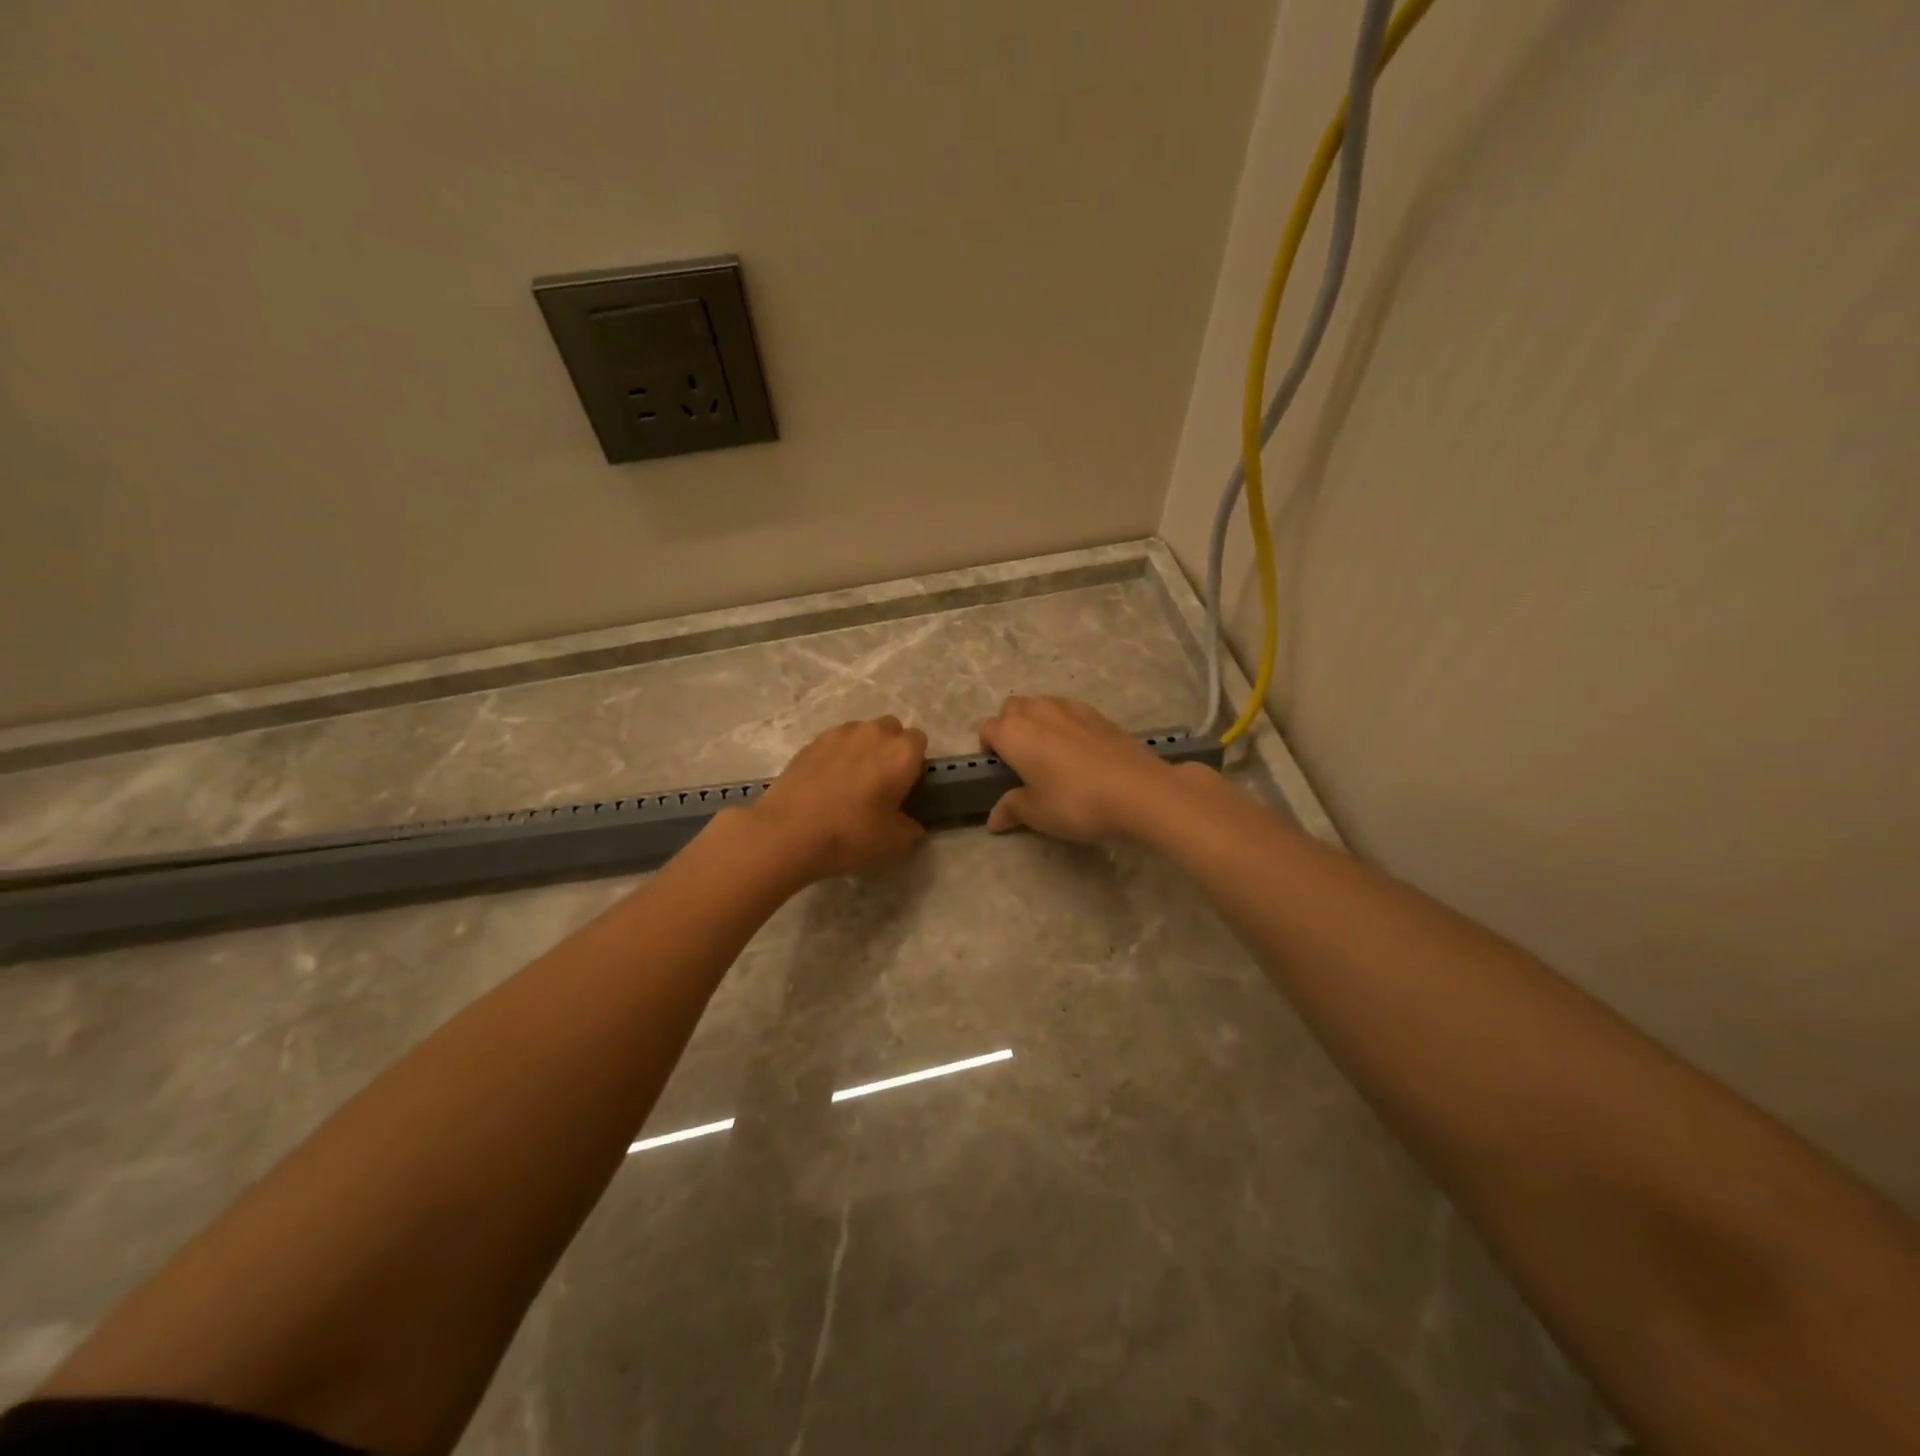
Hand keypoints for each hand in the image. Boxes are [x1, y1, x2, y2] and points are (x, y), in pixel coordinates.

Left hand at [745, 716, 927, 882]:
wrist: (788, 832)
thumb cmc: (850, 834)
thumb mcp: (895, 843)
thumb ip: (912, 829)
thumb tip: (911, 824)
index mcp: (901, 752)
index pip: (919, 742)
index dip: (914, 763)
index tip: (906, 786)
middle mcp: (873, 733)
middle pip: (891, 729)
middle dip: (889, 748)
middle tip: (880, 782)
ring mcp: (838, 734)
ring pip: (861, 732)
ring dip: (862, 749)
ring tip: (850, 782)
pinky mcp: (810, 742)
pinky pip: (834, 743)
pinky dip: (835, 756)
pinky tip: (825, 784)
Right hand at [978, 696, 1188, 843]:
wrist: (1139, 791)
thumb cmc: (1076, 802)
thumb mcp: (1037, 813)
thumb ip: (1012, 809)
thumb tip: (994, 818)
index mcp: (1014, 732)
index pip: (987, 728)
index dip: (988, 748)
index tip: (999, 771)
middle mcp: (1038, 711)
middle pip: (1012, 708)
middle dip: (1010, 727)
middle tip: (1022, 760)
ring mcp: (1071, 708)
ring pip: (1041, 704)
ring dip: (1037, 721)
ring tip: (1051, 753)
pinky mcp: (1099, 714)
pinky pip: (1069, 711)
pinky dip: (1065, 724)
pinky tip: (1080, 751)